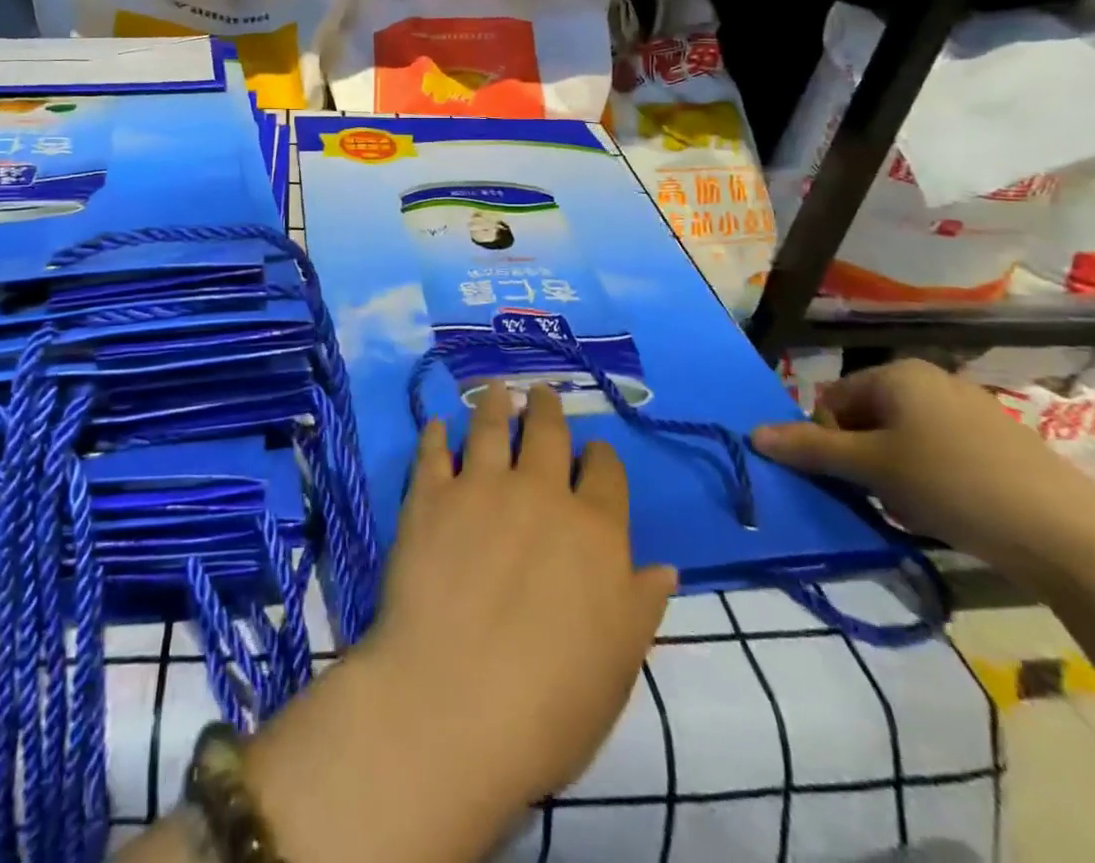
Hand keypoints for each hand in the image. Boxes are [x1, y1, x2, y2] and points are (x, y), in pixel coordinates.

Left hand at [358, 381, 677, 810]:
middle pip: (549, 435)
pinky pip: (434, 453)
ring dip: (496, 405)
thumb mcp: (618, 664)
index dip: (602, 459)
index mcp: (595, 532)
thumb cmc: (550, 704)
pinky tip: (438, 425)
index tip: (595, 453)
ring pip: (492, 428)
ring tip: (496, 390)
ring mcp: (481, 488)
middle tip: (542, 394)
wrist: (454, 703)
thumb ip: (640, 605)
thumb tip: (665, 567)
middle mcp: (541, 494)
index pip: (607, 475)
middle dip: (549, 411)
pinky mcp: (430, 497)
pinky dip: (437, 435)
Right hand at [749, 358, 1094, 578]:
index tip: (848, 479)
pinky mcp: (1003, 446)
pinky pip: (942, 454)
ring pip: (903, 441)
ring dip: (895, 474)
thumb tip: (753, 434)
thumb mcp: (872, 468)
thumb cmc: (954, 484)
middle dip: (863, 460)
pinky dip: (931, 481)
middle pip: (867, 419)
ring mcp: (972, 412)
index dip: (829, 441)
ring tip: (916, 509)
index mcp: (898, 374)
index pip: (832, 401)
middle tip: (881, 497)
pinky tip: (949, 512)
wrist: (1073, 538)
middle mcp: (933, 381)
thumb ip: (810, 449)